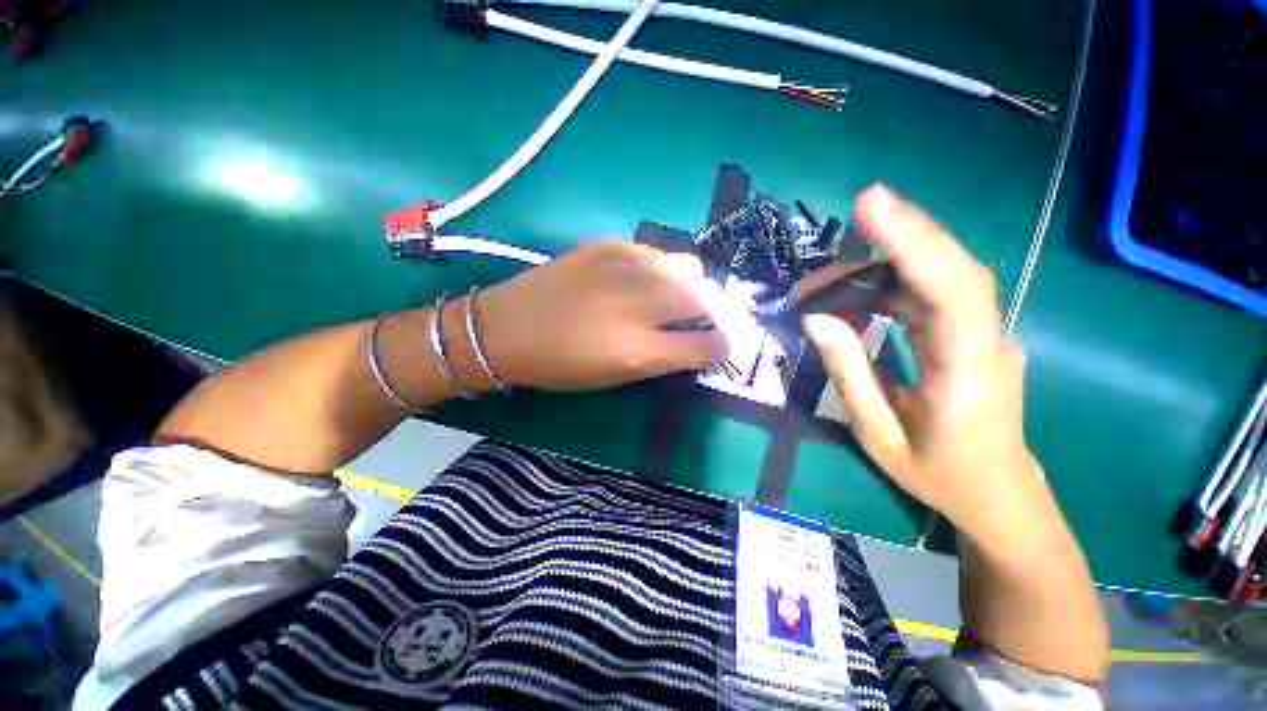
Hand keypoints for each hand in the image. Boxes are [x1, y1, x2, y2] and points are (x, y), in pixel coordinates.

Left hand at [478, 241, 729, 390]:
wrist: (504, 328)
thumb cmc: (558, 366)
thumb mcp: (613, 377)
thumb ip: (660, 358)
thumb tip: (693, 340)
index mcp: (637, 350)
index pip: (707, 345)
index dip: (722, 346)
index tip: (720, 344)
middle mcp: (638, 305)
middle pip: (707, 295)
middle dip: (713, 309)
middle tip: (699, 316)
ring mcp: (624, 268)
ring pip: (688, 265)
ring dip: (689, 283)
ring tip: (670, 294)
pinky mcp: (608, 245)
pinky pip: (656, 252)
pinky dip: (659, 268)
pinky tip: (639, 278)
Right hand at [804, 186, 1046, 534]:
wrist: (998, 495)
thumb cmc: (938, 474)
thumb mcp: (878, 433)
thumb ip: (847, 372)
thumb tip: (817, 317)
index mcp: (968, 370)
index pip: (951, 289)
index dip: (914, 240)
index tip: (871, 204)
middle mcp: (985, 338)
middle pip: (946, 269)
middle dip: (887, 244)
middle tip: (820, 264)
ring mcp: (981, 332)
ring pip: (933, 277)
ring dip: (872, 274)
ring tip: (819, 291)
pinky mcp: (969, 333)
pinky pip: (926, 295)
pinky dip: (883, 289)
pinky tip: (849, 300)